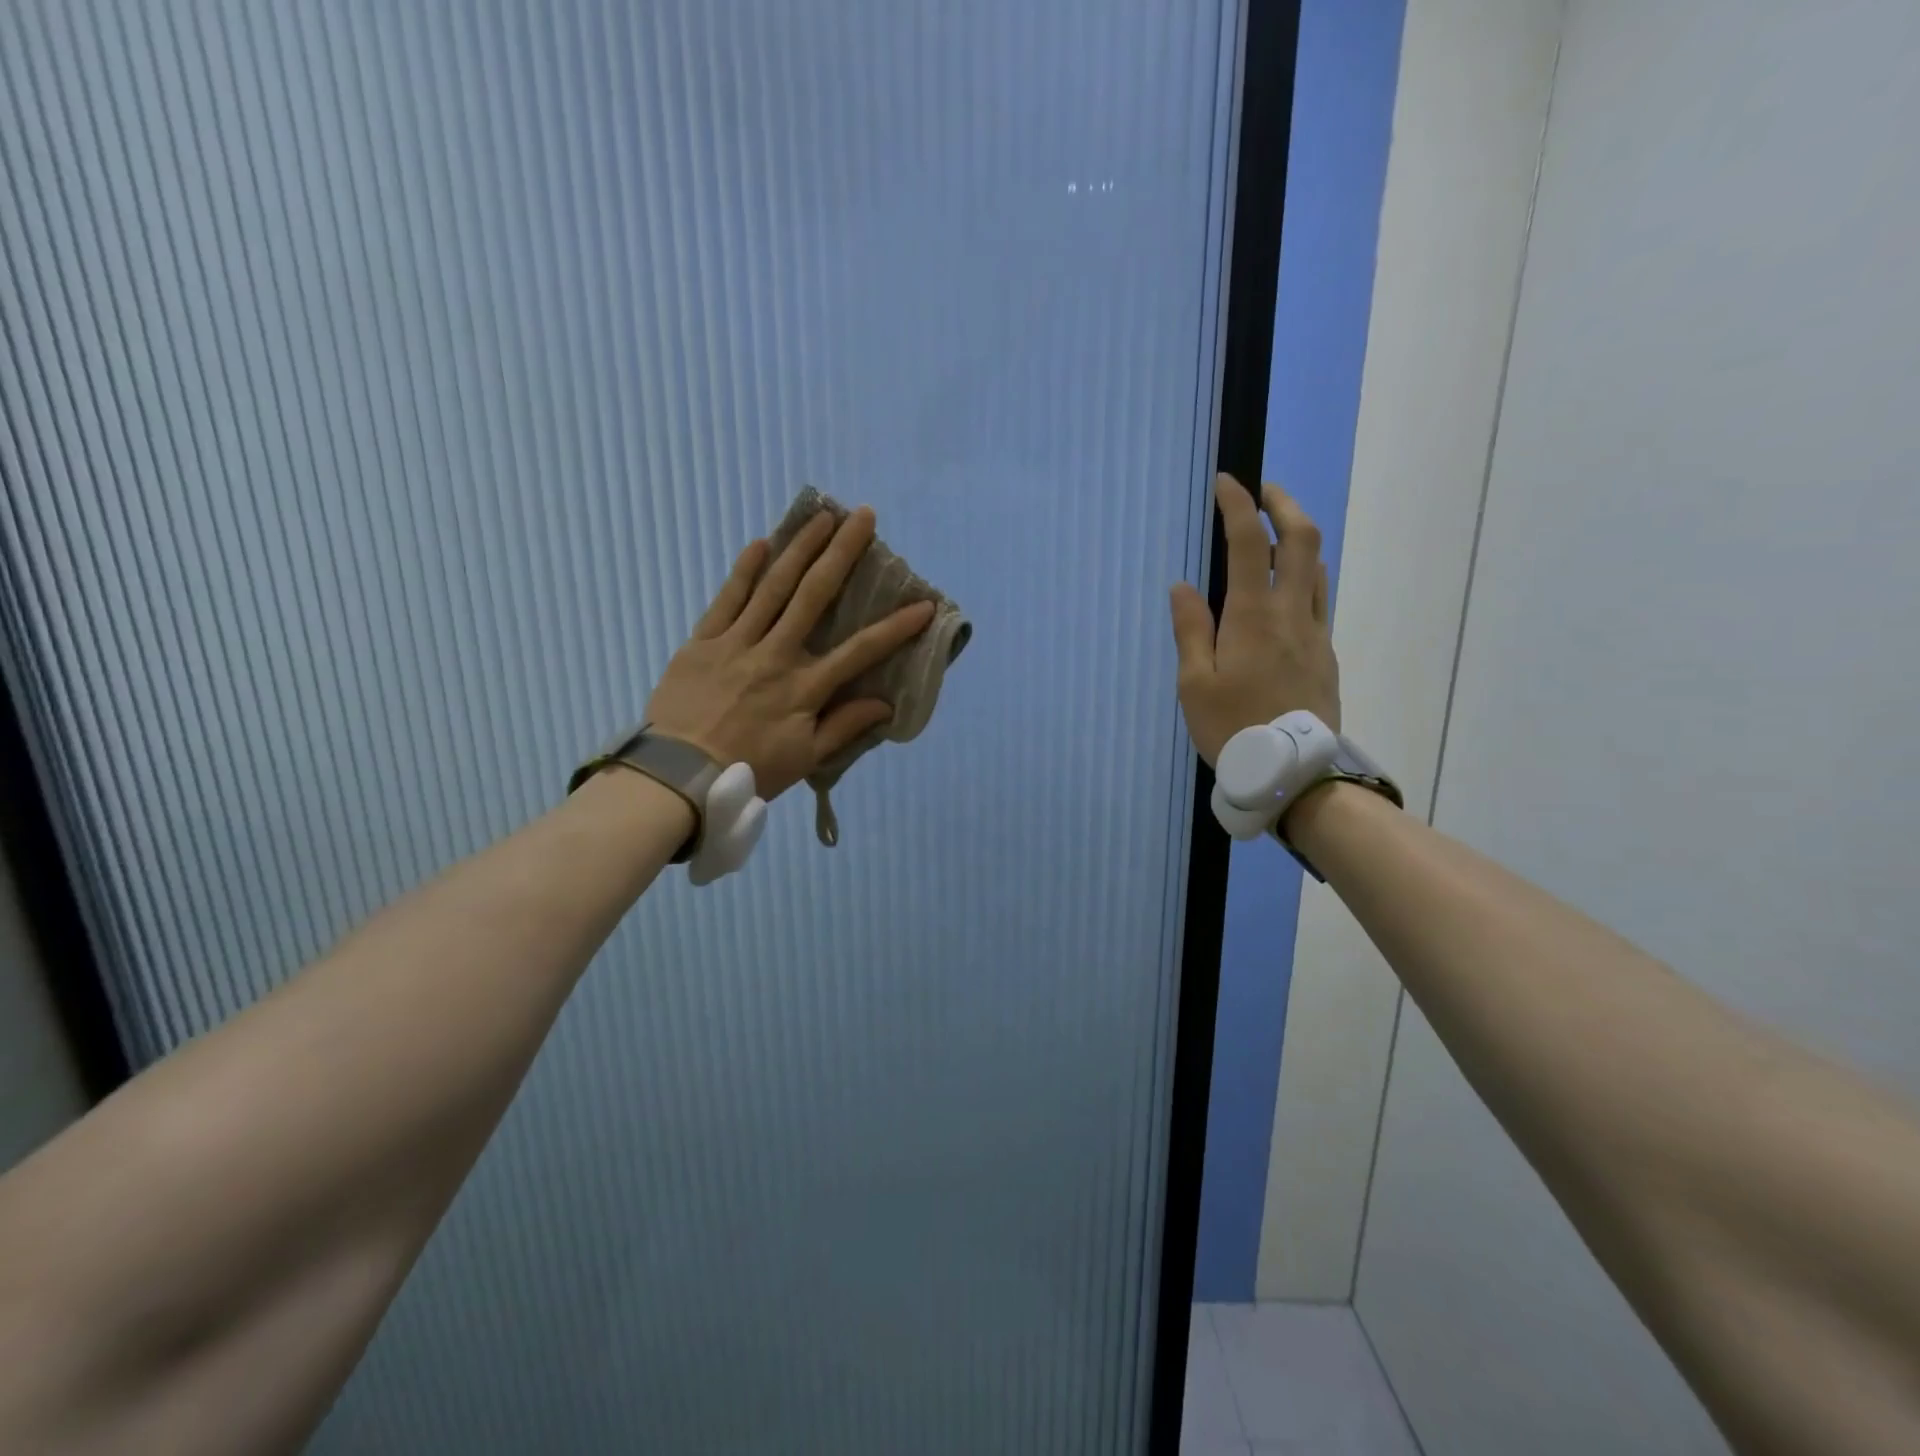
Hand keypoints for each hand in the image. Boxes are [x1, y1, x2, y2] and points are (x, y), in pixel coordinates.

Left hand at [644, 506, 934, 799]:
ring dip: (799, 548)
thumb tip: (885, 704)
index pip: (860, 650)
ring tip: (821, 517)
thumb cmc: (749, 770)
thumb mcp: (805, 758)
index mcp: (804, 687)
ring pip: (773, 587)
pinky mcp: (703, 641)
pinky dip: (744, 570)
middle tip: (862, 517)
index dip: (896, 628)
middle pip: (815, 595)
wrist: (678, 776)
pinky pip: (726, 599)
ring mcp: (737, 643)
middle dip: (842, 553)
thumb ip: (844, 726)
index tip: (924, 605)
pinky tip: (761, 543)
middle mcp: (776, 654)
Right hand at [1170, 474, 1338, 765]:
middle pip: (1300, 540)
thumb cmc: (1233, 728)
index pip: (1247, 543)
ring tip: (1274, 535)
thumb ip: (1191, 630)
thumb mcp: (1194, 684)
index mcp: (1252, 617)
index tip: (1226, 482)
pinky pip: (1318, 600)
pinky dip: (1302, 577)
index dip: (1237, 505)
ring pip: (1316, 568)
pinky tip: (1286, 591)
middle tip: (1263, 490)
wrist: (1295, 772)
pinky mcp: (1326, 654)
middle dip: (1283, 505)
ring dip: (1297, 540)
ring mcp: (1315, 632)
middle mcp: (1291, 613)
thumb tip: (1183, 587)